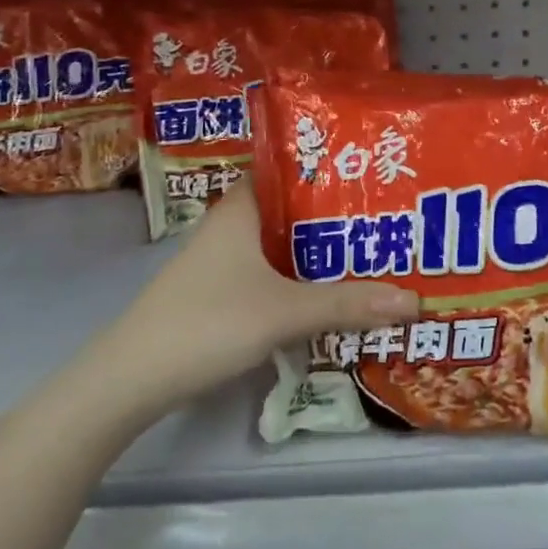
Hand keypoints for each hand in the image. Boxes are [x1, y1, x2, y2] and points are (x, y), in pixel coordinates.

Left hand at [90, 180, 417, 417]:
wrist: (133, 378)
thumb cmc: (208, 322)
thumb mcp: (284, 312)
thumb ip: (346, 305)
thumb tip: (414, 300)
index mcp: (241, 208)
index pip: (291, 170)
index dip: (331, 170)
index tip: (375, 177)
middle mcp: (231, 225)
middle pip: (293, 211)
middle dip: (336, 218)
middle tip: (388, 220)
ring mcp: (222, 261)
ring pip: (282, 246)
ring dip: (319, 253)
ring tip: (372, 255)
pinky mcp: (219, 293)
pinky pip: (271, 274)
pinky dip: (300, 280)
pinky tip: (330, 295)